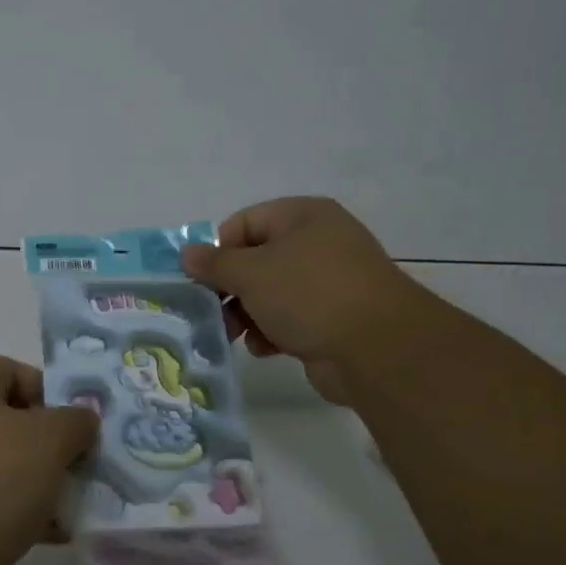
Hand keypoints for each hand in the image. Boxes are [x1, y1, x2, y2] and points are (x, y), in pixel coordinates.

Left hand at [0, 356, 98, 564]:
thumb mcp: (47, 441)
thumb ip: (74, 421)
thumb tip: (81, 418)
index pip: (12, 371)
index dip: (50, 391)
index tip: (79, 424)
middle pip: (11, 421)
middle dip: (53, 443)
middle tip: (84, 466)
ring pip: (5, 465)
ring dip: (42, 482)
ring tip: (76, 505)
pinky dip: (22, 513)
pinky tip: (53, 535)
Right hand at [180, 197, 414, 405]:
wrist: (379, 348)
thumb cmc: (309, 294)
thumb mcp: (251, 273)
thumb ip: (214, 263)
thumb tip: (186, 253)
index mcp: (302, 216)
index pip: (243, 223)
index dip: (218, 251)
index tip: (202, 282)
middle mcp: (318, 241)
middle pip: (256, 260)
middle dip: (230, 289)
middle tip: (213, 313)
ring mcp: (330, 280)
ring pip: (271, 292)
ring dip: (247, 314)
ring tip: (237, 336)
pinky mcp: (335, 316)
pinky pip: (291, 317)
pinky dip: (273, 331)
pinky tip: (266, 349)